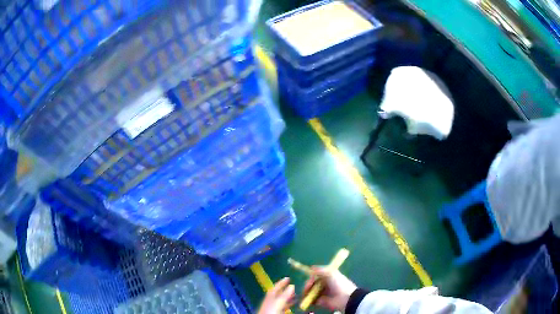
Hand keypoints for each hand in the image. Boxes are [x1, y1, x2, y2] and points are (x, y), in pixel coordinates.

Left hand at [258, 278, 295, 313]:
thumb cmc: (271, 311)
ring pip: (280, 301)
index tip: (288, 278)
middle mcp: (270, 302)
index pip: (275, 288)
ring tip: (296, 296)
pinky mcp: (275, 312)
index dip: (281, 283)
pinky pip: (282, 307)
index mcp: (270, 297)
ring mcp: (272, 308)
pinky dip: (288, 304)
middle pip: (277, 294)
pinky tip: (293, 305)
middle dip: (286, 290)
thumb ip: (285, 295)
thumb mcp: (278, 302)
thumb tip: (291, 285)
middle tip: (294, 287)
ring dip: (288, 298)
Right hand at [303, 266, 356, 311]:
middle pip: (312, 283)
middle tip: (307, 287)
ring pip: (310, 291)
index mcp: (328, 277)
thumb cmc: (339, 284)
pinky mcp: (320, 301)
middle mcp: (324, 284)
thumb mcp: (331, 273)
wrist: (344, 298)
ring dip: (306, 291)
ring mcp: (322, 293)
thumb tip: (311, 268)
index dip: (312, 276)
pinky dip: (307, 299)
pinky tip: (307, 298)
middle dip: (308, 284)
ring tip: (306, 293)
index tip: (310, 278)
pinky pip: (311, 299)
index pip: (316, 275)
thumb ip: (320, 270)